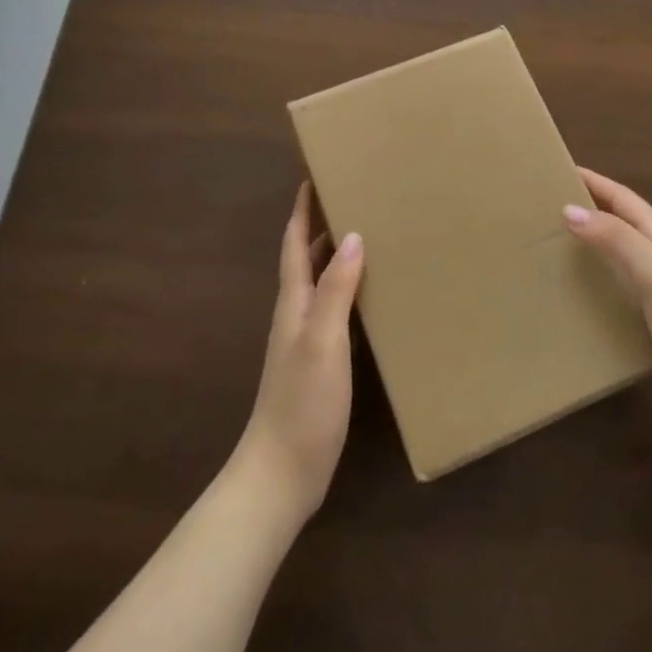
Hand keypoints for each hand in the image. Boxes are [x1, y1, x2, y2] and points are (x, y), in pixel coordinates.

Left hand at [235, 183, 364, 523]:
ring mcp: (306, 340)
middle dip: (321, 226)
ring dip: (336, 256)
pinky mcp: (320, 363)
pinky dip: (348, 291)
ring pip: (321, 284)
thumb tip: (352, 236)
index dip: (301, 211)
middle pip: (306, 259)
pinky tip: (370, 295)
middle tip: (350, 197)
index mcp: (293, 304)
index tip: (312, 177)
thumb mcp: (322, 341)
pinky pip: (334, 310)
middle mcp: (296, 315)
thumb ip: (335, 290)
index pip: (294, 245)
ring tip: (366, 234)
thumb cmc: (301, 403)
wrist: (282, 473)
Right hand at [563, 167, 651, 447]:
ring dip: (592, 244)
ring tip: (554, 246)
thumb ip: (615, 238)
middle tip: (548, 207)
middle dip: (590, 209)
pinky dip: (598, 280)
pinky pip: (620, 288)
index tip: (559, 171)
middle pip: (622, 222)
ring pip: (620, 255)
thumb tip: (569, 209)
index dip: (595, 183)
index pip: (624, 199)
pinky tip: (578, 294)